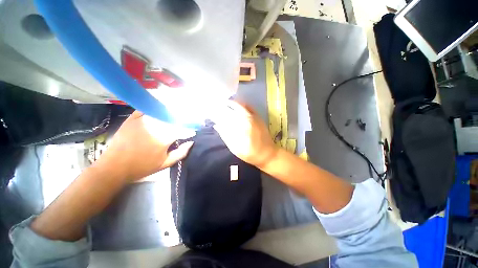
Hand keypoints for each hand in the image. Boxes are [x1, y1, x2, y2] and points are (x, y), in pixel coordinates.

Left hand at [97, 111, 194, 181]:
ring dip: (169, 111)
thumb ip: (181, 153)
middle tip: (186, 117)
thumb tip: (191, 142)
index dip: (190, 127)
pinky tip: (158, 108)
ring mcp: (142, 122)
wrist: (114, 167)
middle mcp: (155, 127)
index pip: (182, 128)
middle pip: (173, 118)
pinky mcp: (132, 120)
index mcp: (164, 139)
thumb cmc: (142, 167)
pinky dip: (153, 108)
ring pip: (160, 112)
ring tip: (175, 111)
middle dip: (181, 117)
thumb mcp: (164, 164)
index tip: (193, 128)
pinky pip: (145, 109)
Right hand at [212, 101, 277, 167]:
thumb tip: (217, 125)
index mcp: (239, 128)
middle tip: (214, 106)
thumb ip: (225, 136)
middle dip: (220, 107)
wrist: (267, 153)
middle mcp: (245, 119)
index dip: (215, 115)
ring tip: (223, 103)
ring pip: (239, 105)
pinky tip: (236, 103)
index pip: (223, 118)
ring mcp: (252, 116)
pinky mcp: (258, 117)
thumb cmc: (250, 154)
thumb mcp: (235, 149)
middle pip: (230, 110)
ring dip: (230, 103)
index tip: (209, 114)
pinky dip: (241, 103)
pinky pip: (249, 106)